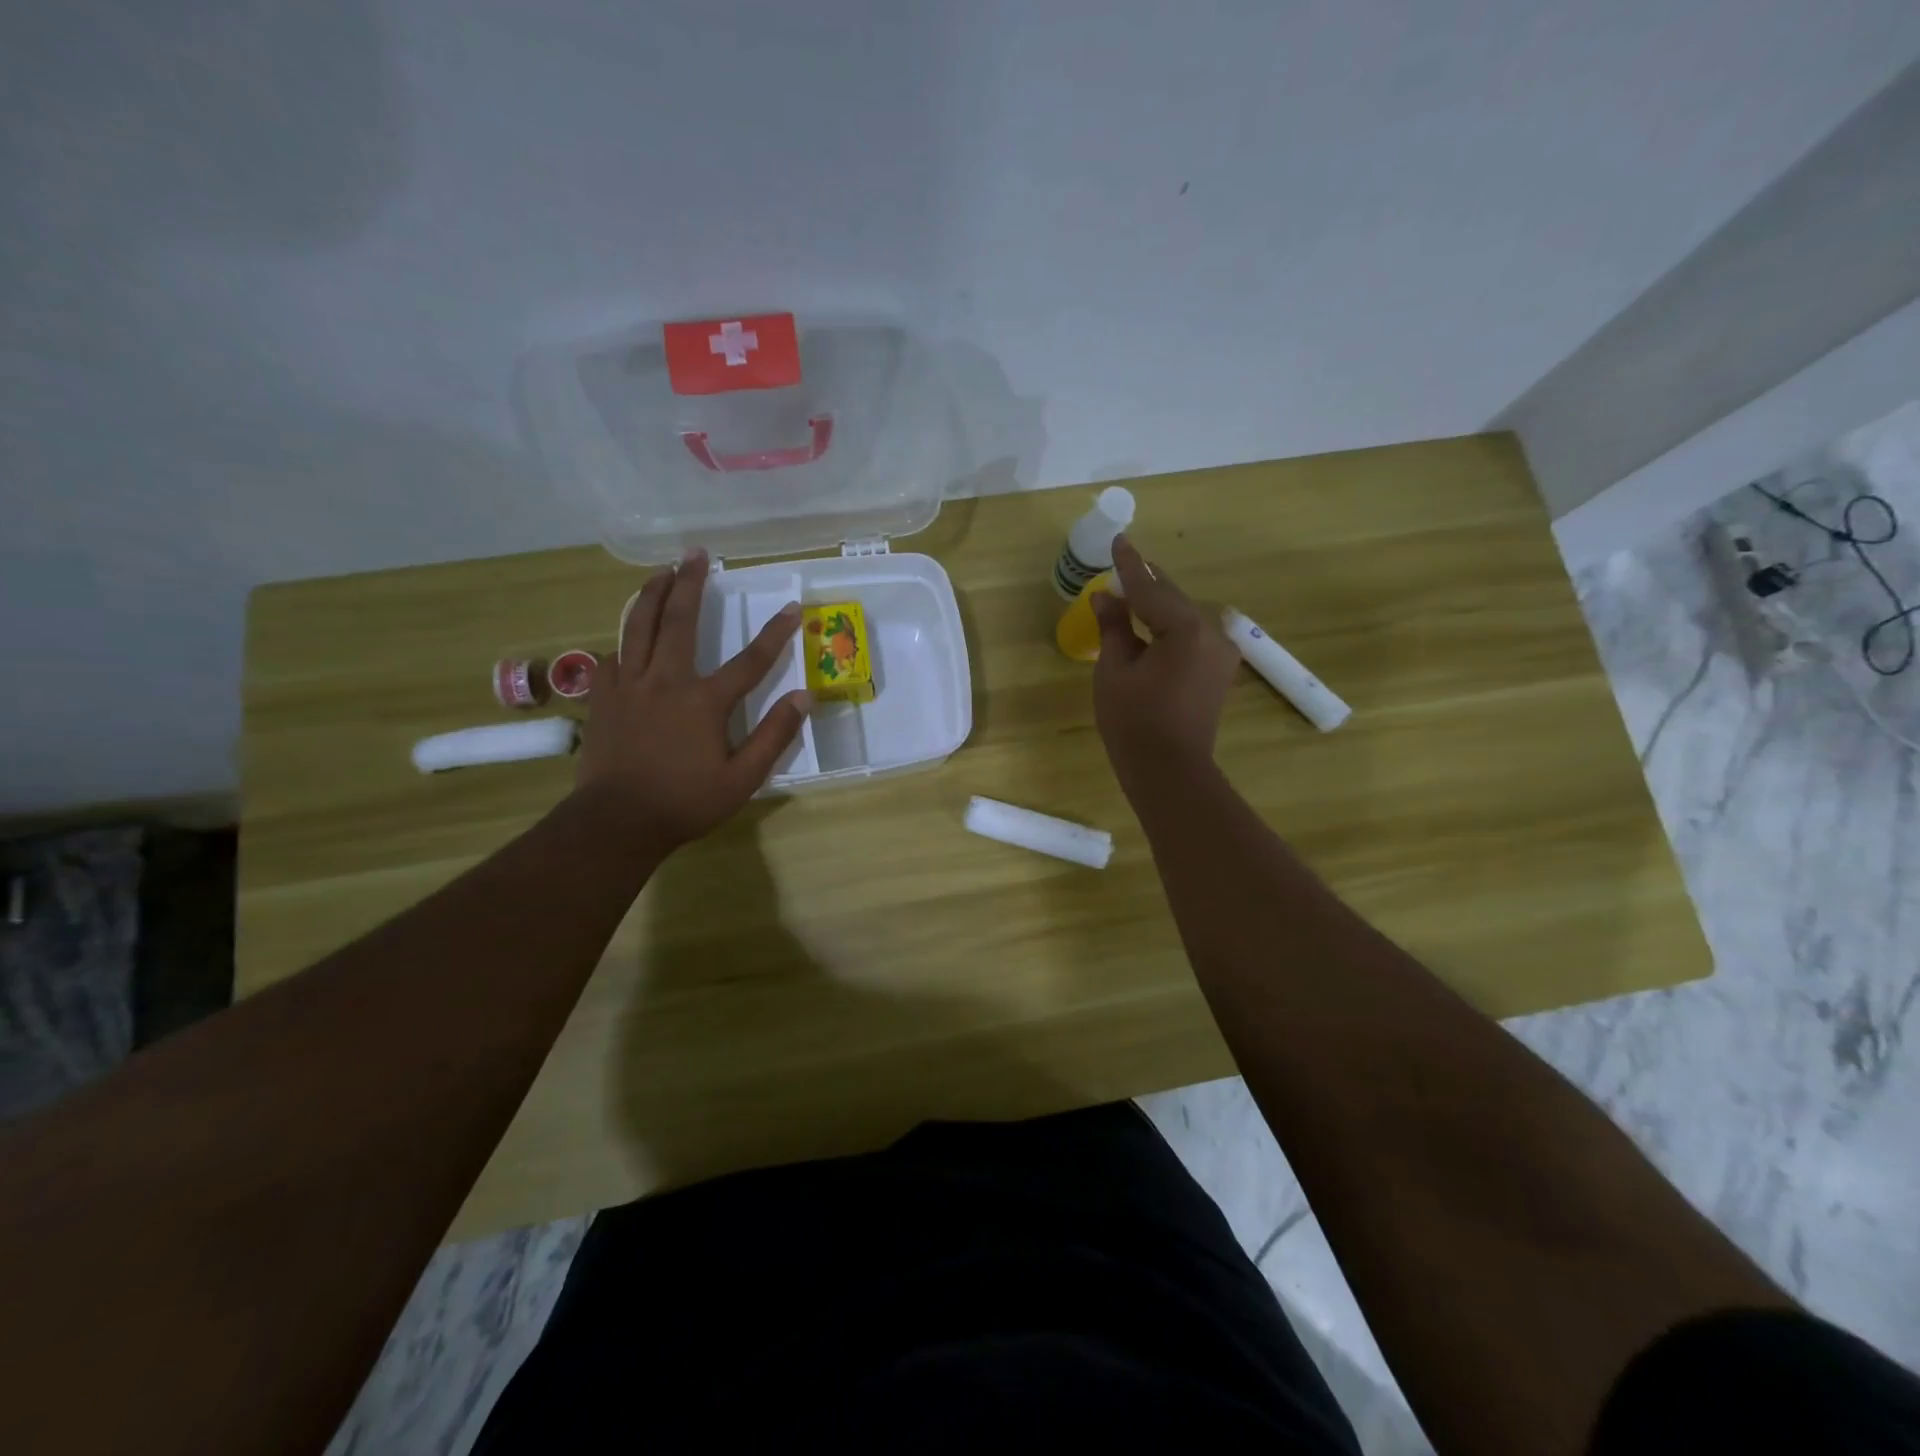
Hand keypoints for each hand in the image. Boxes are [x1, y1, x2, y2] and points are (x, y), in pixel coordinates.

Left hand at [574, 550, 809, 851]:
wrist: (616, 822)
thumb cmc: (684, 802)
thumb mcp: (742, 779)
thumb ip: (774, 736)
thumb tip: (803, 697)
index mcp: (704, 702)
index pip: (750, 661)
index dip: (776, 633)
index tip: (793, 608)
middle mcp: (665, 682)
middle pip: (679, 622)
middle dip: (691, 584)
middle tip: (697, 554)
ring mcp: (629, 687)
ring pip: (637, 627)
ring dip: (651, 594)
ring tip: (661, 571)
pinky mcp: (604, 699)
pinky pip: (613, 656)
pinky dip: (624, 638)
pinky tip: (628, 633)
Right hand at [1091, 536, 1240, 788]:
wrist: (1170, 771)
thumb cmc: (1133, 722)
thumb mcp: (1114, 670)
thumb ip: (1114, 627)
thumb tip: (1106, 596)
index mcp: (1185, 628)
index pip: (1150, 588)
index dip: (1129, 565)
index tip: (1118, 540)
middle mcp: (1212, 632)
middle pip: (1172, 598)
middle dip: (1146, 583)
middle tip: (1122, 565)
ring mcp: (1222, 651)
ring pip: (1184, 616)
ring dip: (1158, 605)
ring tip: (1131, 594)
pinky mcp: (1221, 669)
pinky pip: (1192, 635)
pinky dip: (1170, 626)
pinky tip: (1151, 625)